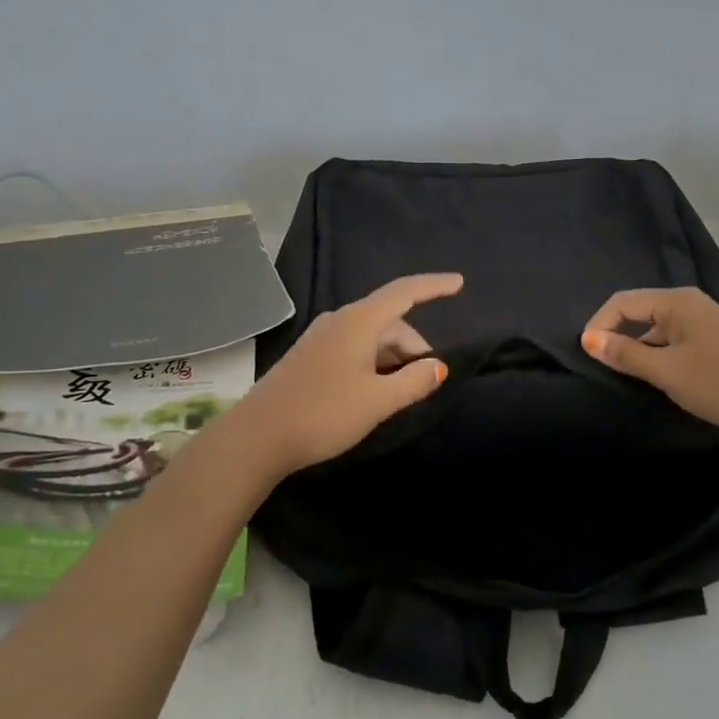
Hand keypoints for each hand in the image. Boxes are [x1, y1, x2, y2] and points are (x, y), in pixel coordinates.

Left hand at [234, 273, 461, 477]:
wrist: (258, 436)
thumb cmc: (324, 413)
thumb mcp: (378, 401)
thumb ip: (414, 381)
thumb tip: (438, 365)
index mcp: (358, 321)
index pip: (404, 292)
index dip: (433, 286)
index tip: (459, 283)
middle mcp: (338, 321)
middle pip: (389, 320)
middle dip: (413, 346)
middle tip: (426, 382)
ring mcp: (320, 338)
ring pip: (371, 337)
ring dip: (392, 358)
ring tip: (400, 392)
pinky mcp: (309, 357)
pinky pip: (353, 348)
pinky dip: (373, 363)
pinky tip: (374, 391)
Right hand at [581, 287, 718, 437]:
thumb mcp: (666, 371)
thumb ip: (625, 354)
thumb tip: (588, 339)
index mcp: (676, 301)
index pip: (621, 302)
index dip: (598, 325)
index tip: (586, 355)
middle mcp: (688, 303)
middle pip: (638, 310)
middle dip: (615, 333)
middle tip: (601, 365)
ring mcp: (703, 320)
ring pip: (655, 326)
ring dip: (636, 345)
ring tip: (624, 373)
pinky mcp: (713, 339)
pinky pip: (672, 338)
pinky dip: (656, 352)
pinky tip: (655, 375)